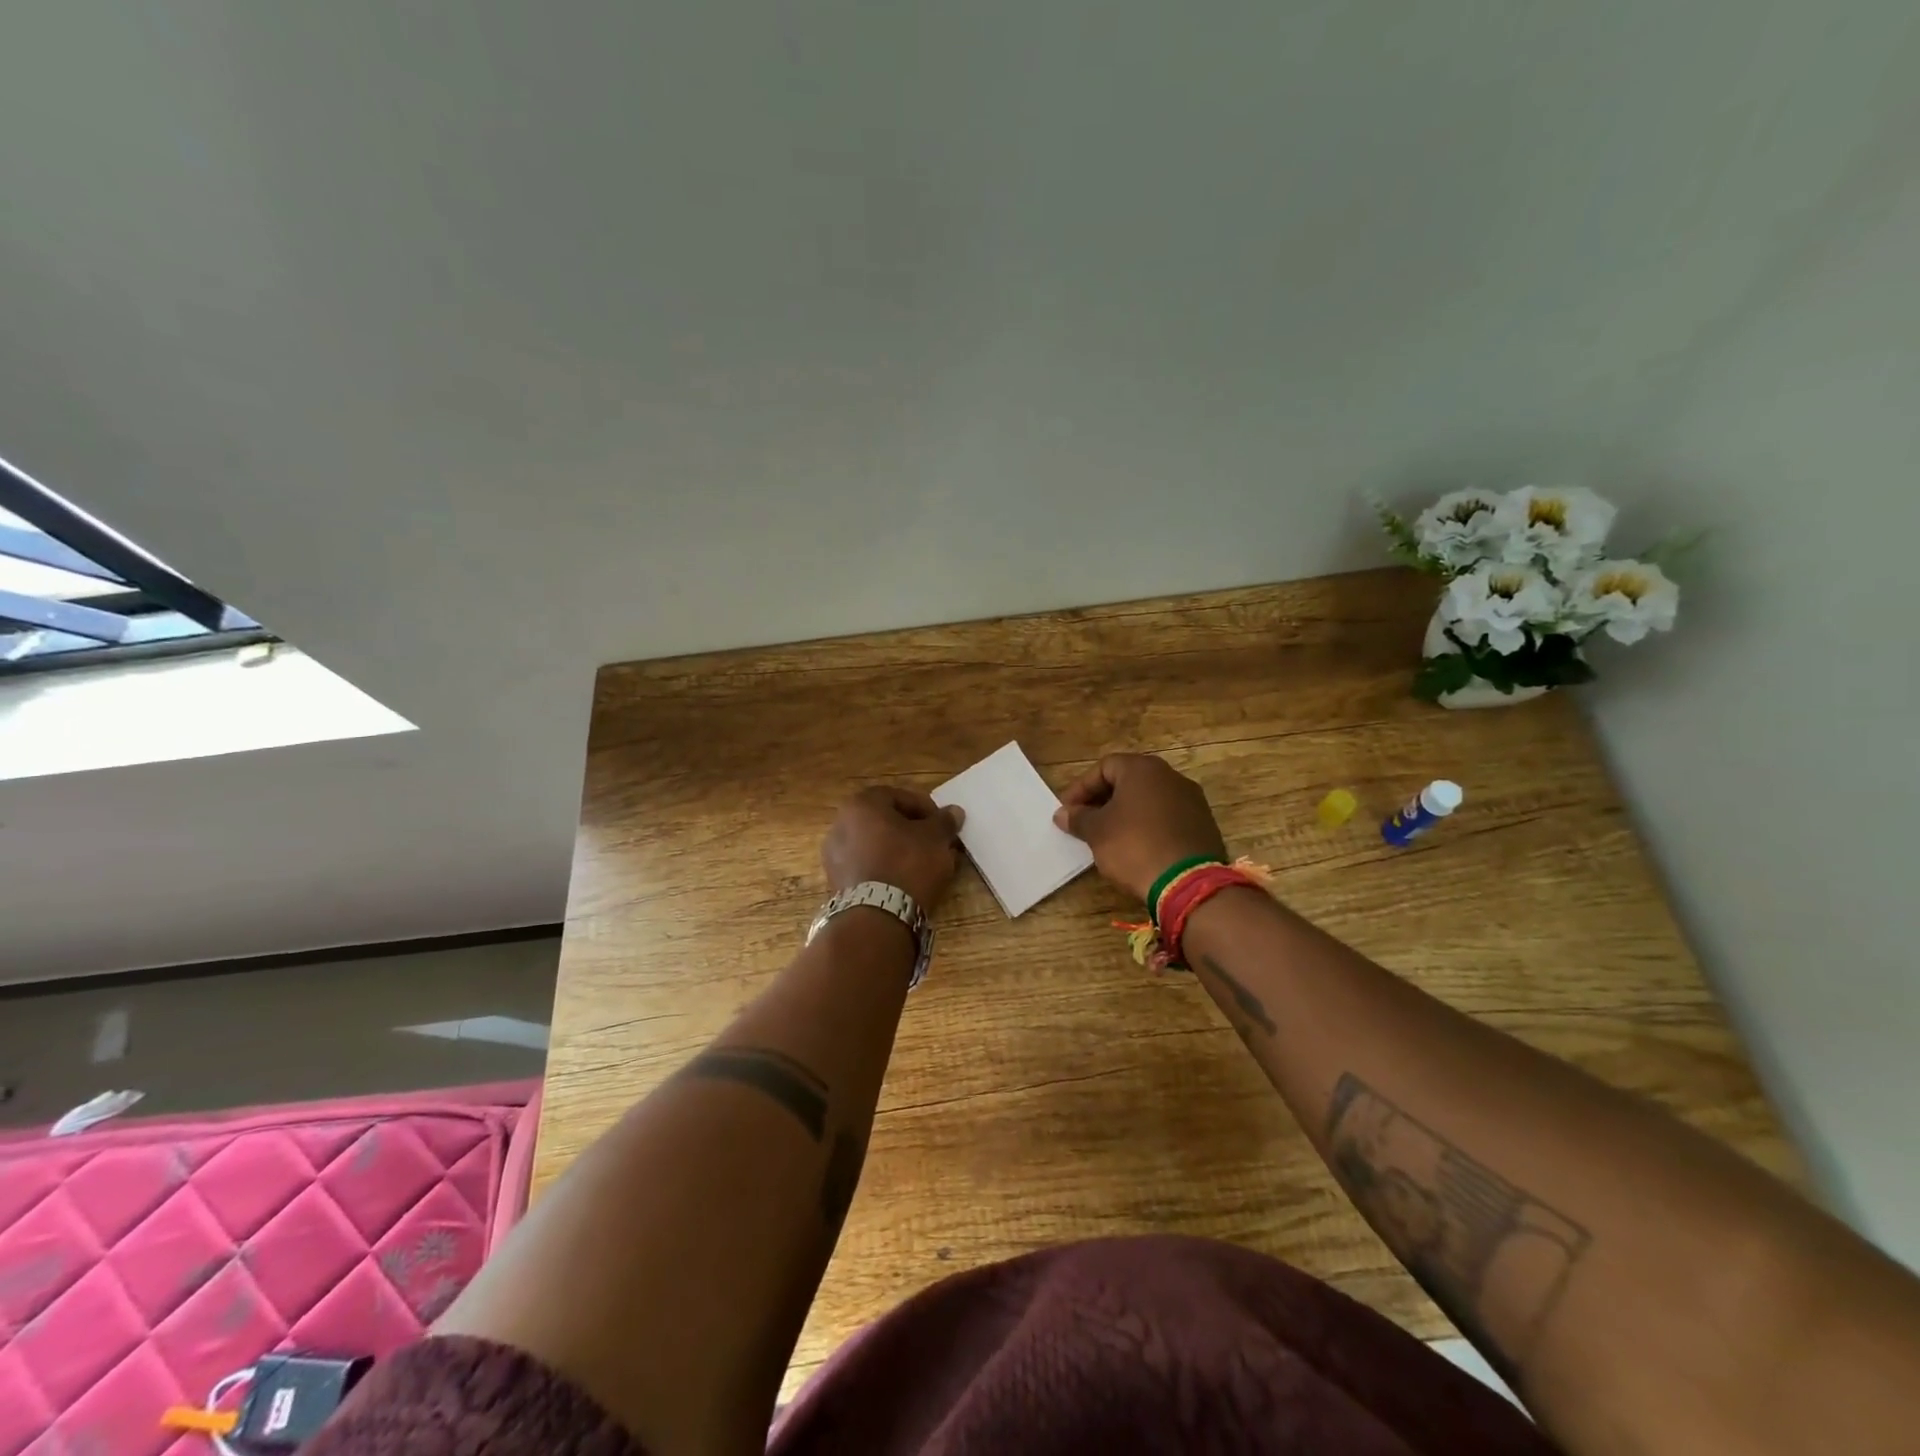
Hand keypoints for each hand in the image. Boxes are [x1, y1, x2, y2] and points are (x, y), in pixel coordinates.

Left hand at [822, 787, 966, 910]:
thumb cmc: (907, 863)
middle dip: (913, 831)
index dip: (925, 809)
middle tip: (936, 845)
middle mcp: (841, 824)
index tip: (943, 825)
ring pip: (876, 846)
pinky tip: (906, 883)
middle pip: (885, 821)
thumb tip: (953, 812)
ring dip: (900, 851)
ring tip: (925, 867)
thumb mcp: (935, 838)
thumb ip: (944, 822)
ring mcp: (834, 855)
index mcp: (861, 804)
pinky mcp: (837, 883)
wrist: (877, 916)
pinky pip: (868, 867)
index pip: (899, 796)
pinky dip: (886, 869)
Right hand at [1053, 754, 1226, 902]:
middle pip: (1129, 780)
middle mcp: (1170, 776)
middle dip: (1103, 799)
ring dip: (1126, 813)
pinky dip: (1148, 826)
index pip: (1104, 767)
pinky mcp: (1203, 824)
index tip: (1068, 810)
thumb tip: (1063, 813)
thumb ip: (1078, 818)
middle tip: (1085, 821)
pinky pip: (1167, 817)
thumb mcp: (1097, 832)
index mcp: (1143, 769)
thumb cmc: (1134, 846)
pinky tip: (1137, 847)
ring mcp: (1191, 800)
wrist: (1188, 883)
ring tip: (1109, 836)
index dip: (1081, 788)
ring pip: (1149, 799)